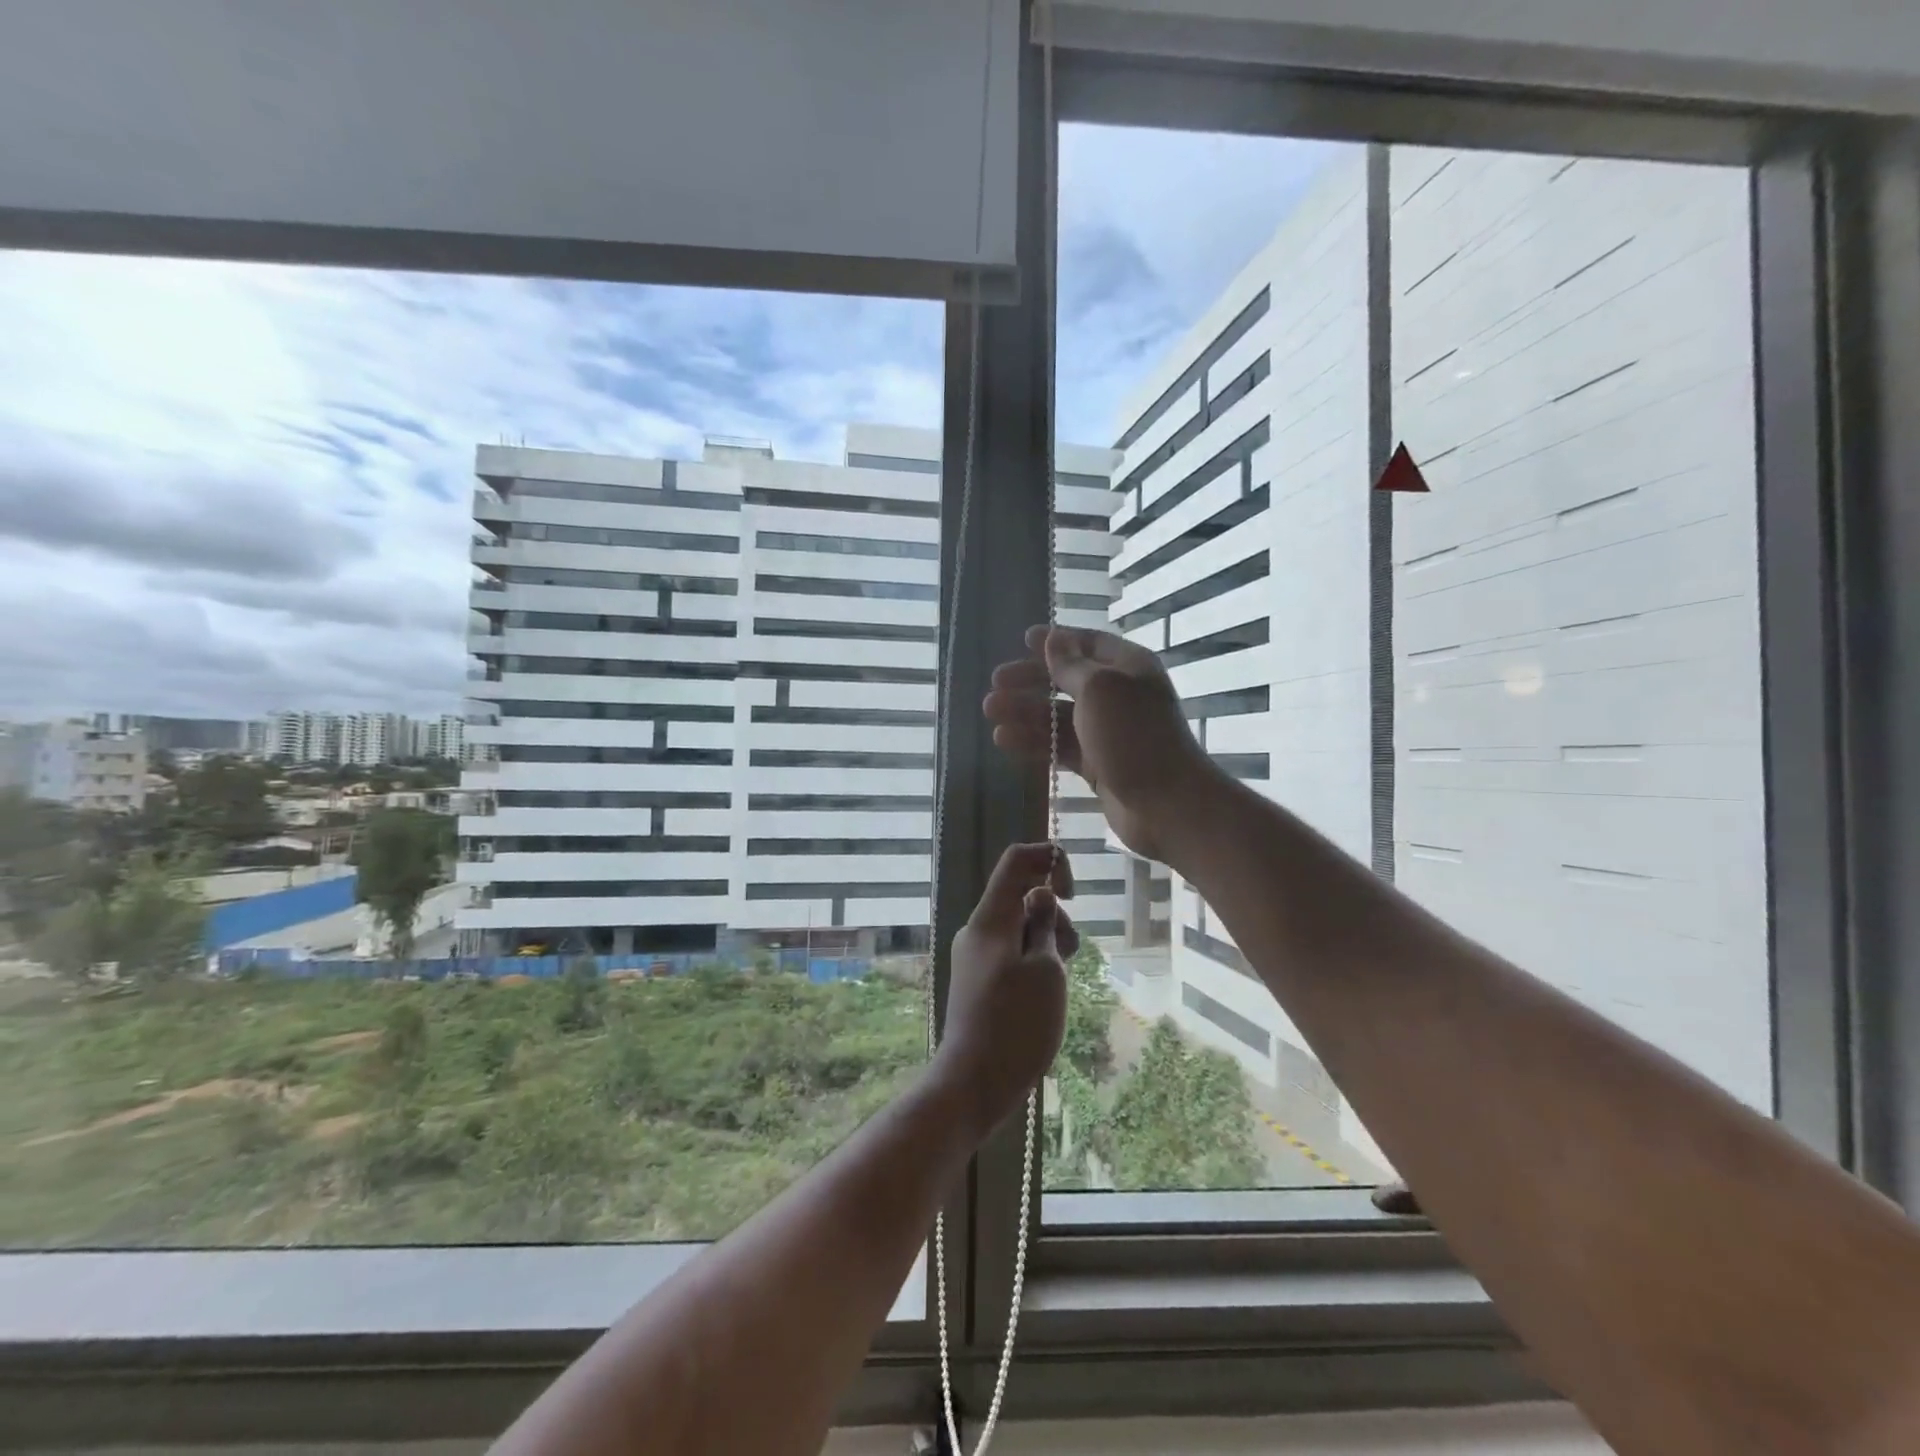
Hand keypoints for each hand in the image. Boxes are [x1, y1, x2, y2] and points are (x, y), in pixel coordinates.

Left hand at [935, 843, 1077, 1131]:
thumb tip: (1039, 892)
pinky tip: (1045, 995)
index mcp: (991, 919)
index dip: (1048, 860)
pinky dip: (1034, 962)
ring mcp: (976, 956)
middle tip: (1068, 955)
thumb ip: (1045, 925)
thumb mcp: (1045, 970)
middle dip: (1055, 915)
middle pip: (1021, 897)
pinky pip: (1012, 953)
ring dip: (1048, 942)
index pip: (1016, 861)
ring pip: (1020, 928)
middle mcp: (978, 930)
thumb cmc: (1016, 1024)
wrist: (974, 1082)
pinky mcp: (979, 980)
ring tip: (1057, 983)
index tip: (1071, 894)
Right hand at [983, 625, 1219, 863]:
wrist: (1167, 805)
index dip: (1057, 641)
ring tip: (991, 712)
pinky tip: (1005, 740)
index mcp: (1127, 668)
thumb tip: (1052, 638)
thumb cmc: (1134, 736)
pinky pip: (1060, 747)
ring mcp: (1107, 732)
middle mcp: (1118, 696)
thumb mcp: (1099, 689)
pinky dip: (1034, 742)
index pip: (1088, 644)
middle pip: (1067, 680)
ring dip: (1025, 712)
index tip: (1023, 640)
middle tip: (995, 683)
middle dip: (1030, 680)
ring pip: (1059, 716)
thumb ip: (1070, 665)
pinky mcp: (1098, 765)